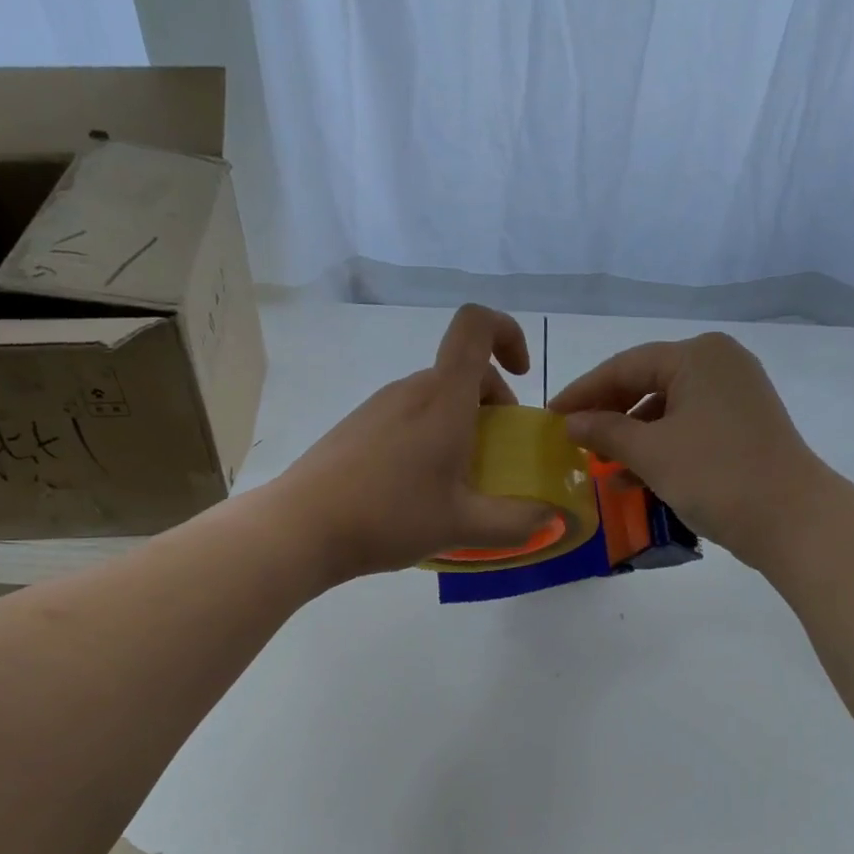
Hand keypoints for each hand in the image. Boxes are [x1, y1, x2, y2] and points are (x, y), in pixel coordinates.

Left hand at [273, 305, 552, 583]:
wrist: (302, 527)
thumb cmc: (390, 516)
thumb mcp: (463, 526)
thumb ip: (515, 523)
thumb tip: (550, 519)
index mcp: (444, 398)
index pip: (476, 326)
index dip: (507, 334)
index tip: (521, 375)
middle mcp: (410, 390)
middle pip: (461, 372)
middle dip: (492, 403)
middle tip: (496, 456)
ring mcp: (377, 407)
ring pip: (433, 399)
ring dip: (459, 426)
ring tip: (457, 482)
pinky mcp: (355, 428)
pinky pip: (406, 419)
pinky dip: (427, 438)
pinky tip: (416, 490)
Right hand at [549, 333, 826, 567]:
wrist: (790, 518)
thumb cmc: (715, 475)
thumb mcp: (651, 452)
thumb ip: (604, 431)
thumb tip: (569, 422)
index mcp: (697, 355)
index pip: (625, 365)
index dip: (583, 392)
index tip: (551, 415)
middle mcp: (718, 364)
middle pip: (646, 382)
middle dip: (607, 413)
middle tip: (571, 438)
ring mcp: (734, 395)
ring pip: (666, 408)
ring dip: (630, 435)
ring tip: (597, 463)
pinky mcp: (742, 425)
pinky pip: (687, 427)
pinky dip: (658, 447)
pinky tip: (631, 477)